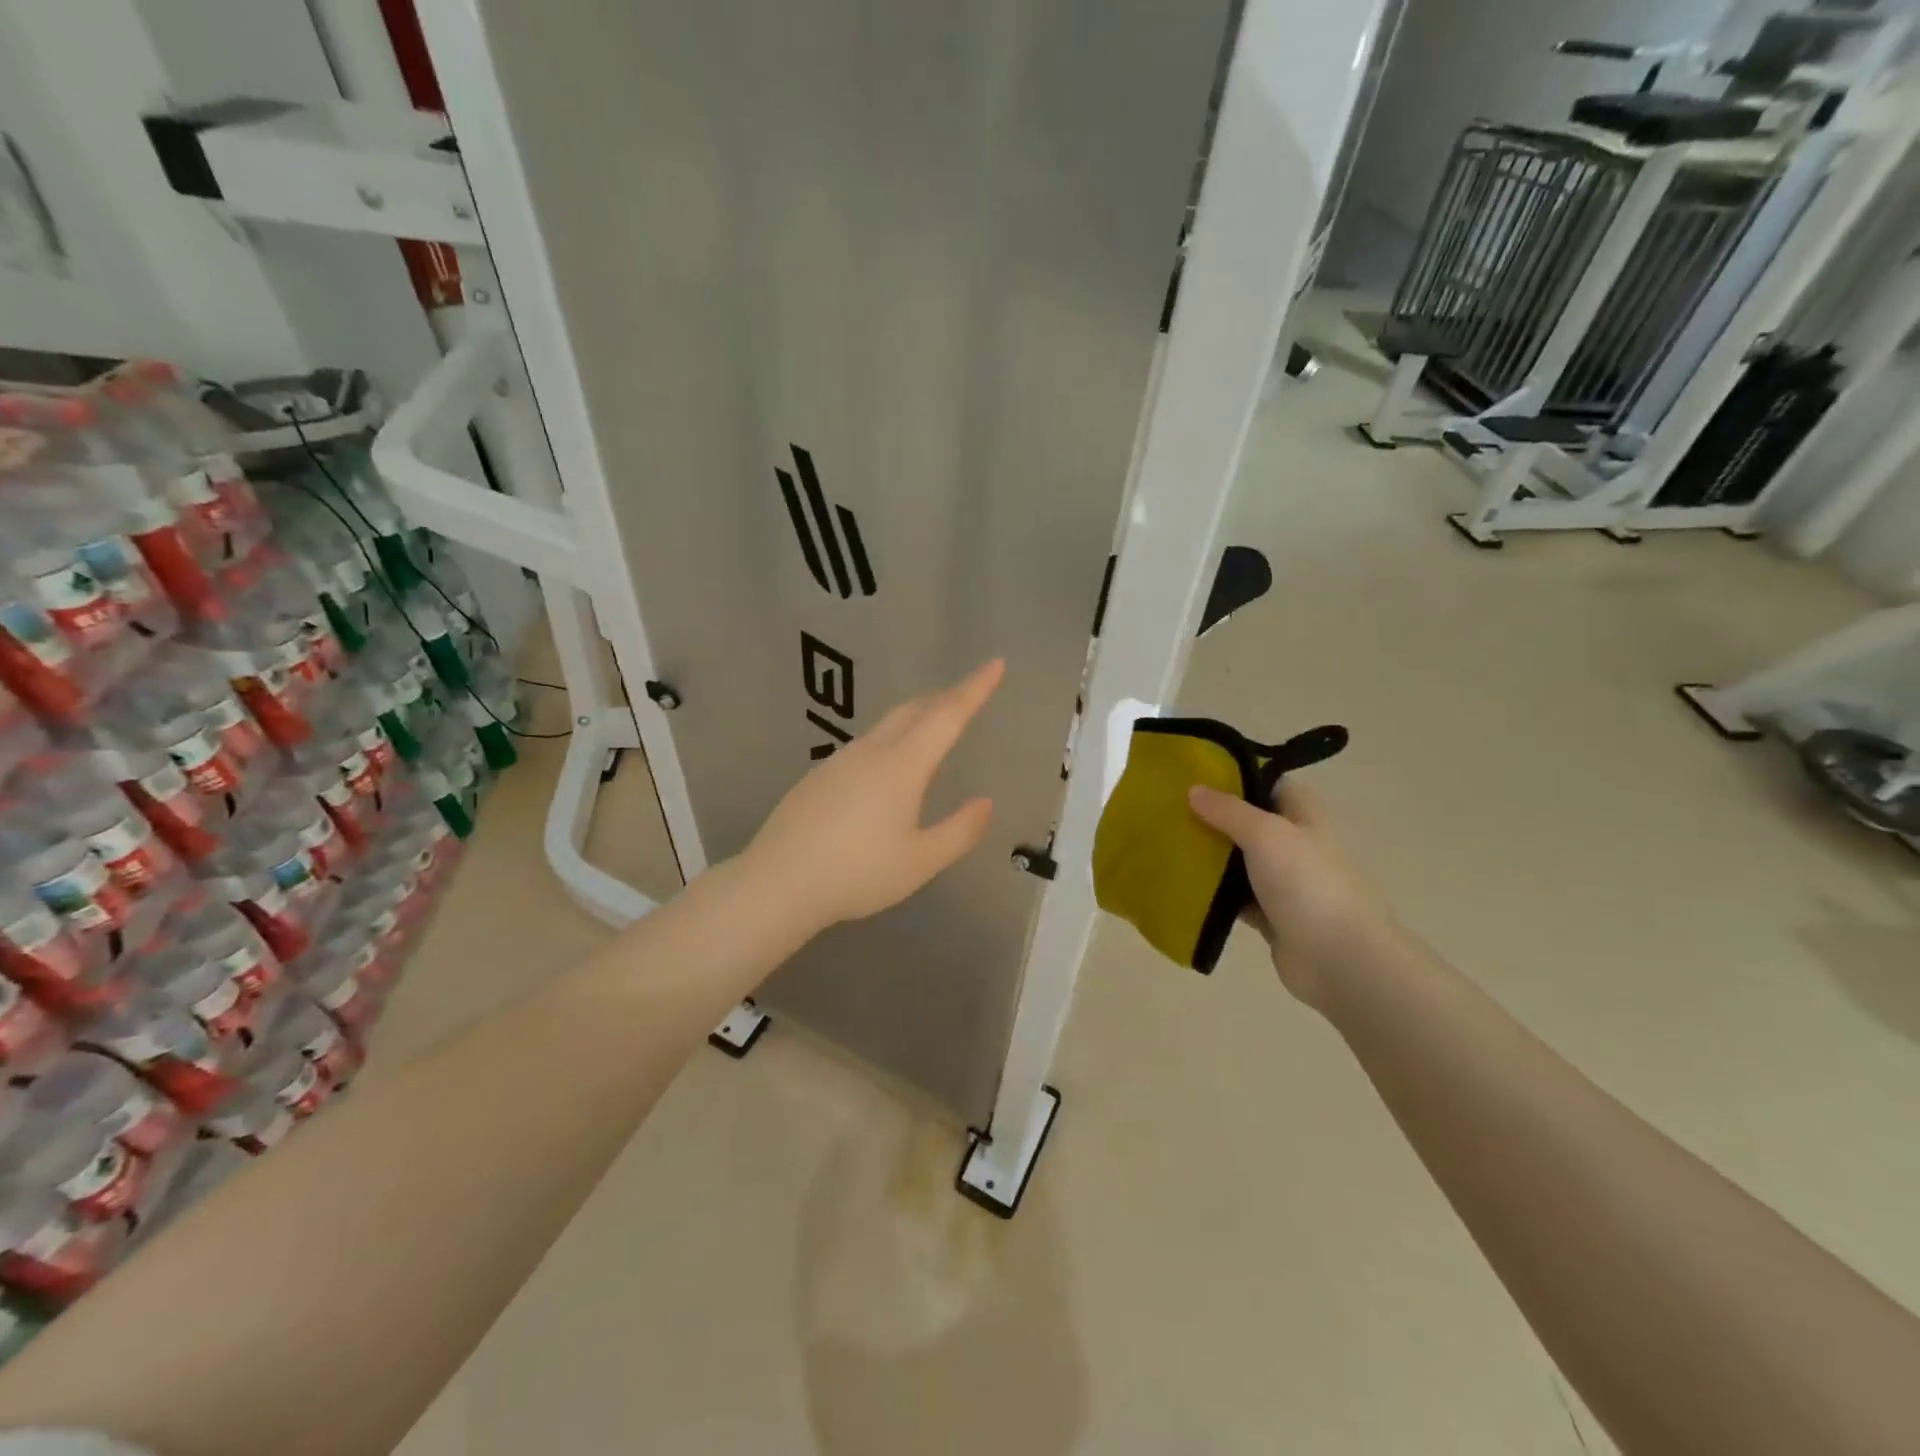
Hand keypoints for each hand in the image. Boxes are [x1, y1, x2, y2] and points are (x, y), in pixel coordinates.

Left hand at [740, 660, 1003, 932]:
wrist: (777, 883)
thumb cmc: (857, 874)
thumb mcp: (920, 862)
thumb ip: (959, 831)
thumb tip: (985, 804)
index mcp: (901, 765)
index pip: (947, 715)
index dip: (974, 688)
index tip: (995, 663)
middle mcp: (870, 752)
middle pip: (913, 710)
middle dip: (945, 697)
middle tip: (968, 694)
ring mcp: (839, 762)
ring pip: (886, 726)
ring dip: (916, 718)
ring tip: (933, 730)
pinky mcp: (818, 777)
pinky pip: (865, 747)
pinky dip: (891, 743)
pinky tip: (888, 773)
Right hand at [1187, 777, 1392, 1007]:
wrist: (1340, 959)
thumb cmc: (1308, 884)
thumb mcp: (1266, 834)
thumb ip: (1228, 810)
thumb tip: (1194, 789)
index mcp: (1303, 814)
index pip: (1267, 782)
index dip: (1234, 776)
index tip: (1192, 774)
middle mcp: (1293, 843)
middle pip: (1246, 821)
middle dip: (1210, 816)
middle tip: (1166, 809)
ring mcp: (1282, 881)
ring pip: (1236, 860)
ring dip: (1207, 855)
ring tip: (1163, 842)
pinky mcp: (1269, 914)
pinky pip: (1233, 896)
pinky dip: (1210, 892)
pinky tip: (1178, 884)